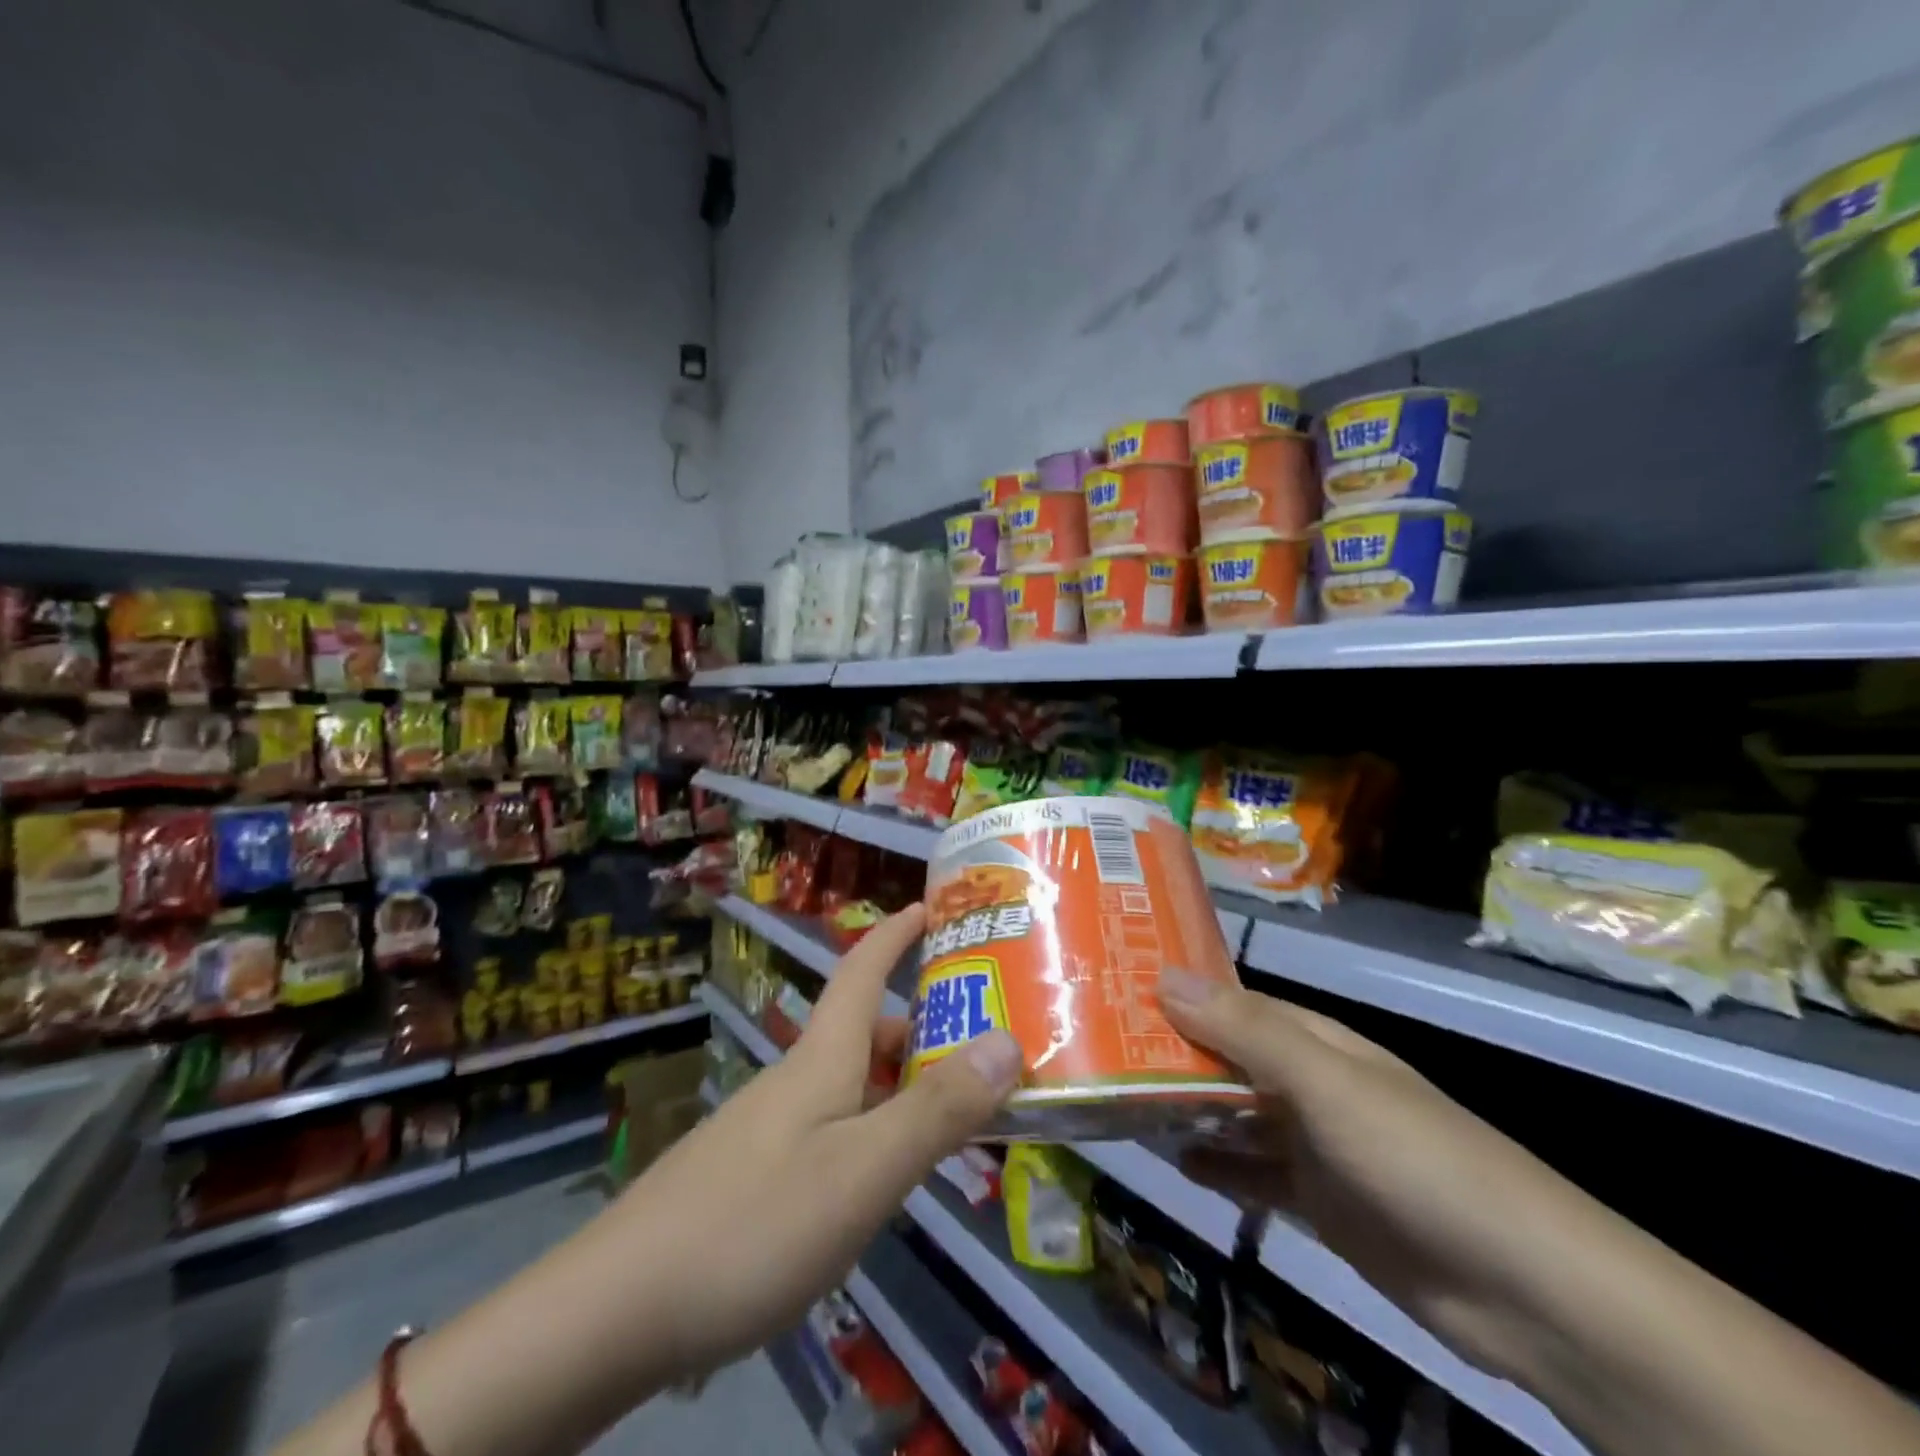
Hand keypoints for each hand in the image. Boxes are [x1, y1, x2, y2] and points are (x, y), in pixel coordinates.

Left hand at [271, 908, 1021, 1455]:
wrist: (613, 1313)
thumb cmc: (753, 1223)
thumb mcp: (863, 1171)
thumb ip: (937, 1110)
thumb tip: (1009, 1040)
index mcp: (822, 1058)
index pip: (862, 968)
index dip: (897, 932)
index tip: (934, 905)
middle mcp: (797, 1080)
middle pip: (868, 1032)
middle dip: (926, 1026)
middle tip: (988, 1045)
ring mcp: (770, 1129)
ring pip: (853, 1087)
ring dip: (905, 1086)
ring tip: (956, 1117)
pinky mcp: (754, 1176)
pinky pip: (834, 1130)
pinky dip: (875, 1133)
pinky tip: (885, 1180)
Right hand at [1156, 965, 1594, 1383]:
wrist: (1523, 1287)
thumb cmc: (1414, 1157)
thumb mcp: (1324, 1082)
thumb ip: (1243, 1030)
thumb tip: (1162, 973)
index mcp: (1314, 1041)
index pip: (1232, 1002)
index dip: (1178, 993)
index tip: (1115, 990)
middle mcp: (1309, 1083)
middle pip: (1228, 1057)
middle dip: (1171, 1052)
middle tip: (1099, 1047)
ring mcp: (1315, 1145)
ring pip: (1235, 1114)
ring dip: (1187, 1108)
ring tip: (1122, 1100)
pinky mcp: (1320, 1203)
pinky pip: (1254, 1174)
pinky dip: (1218, 1166)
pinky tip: (1178, 1162)